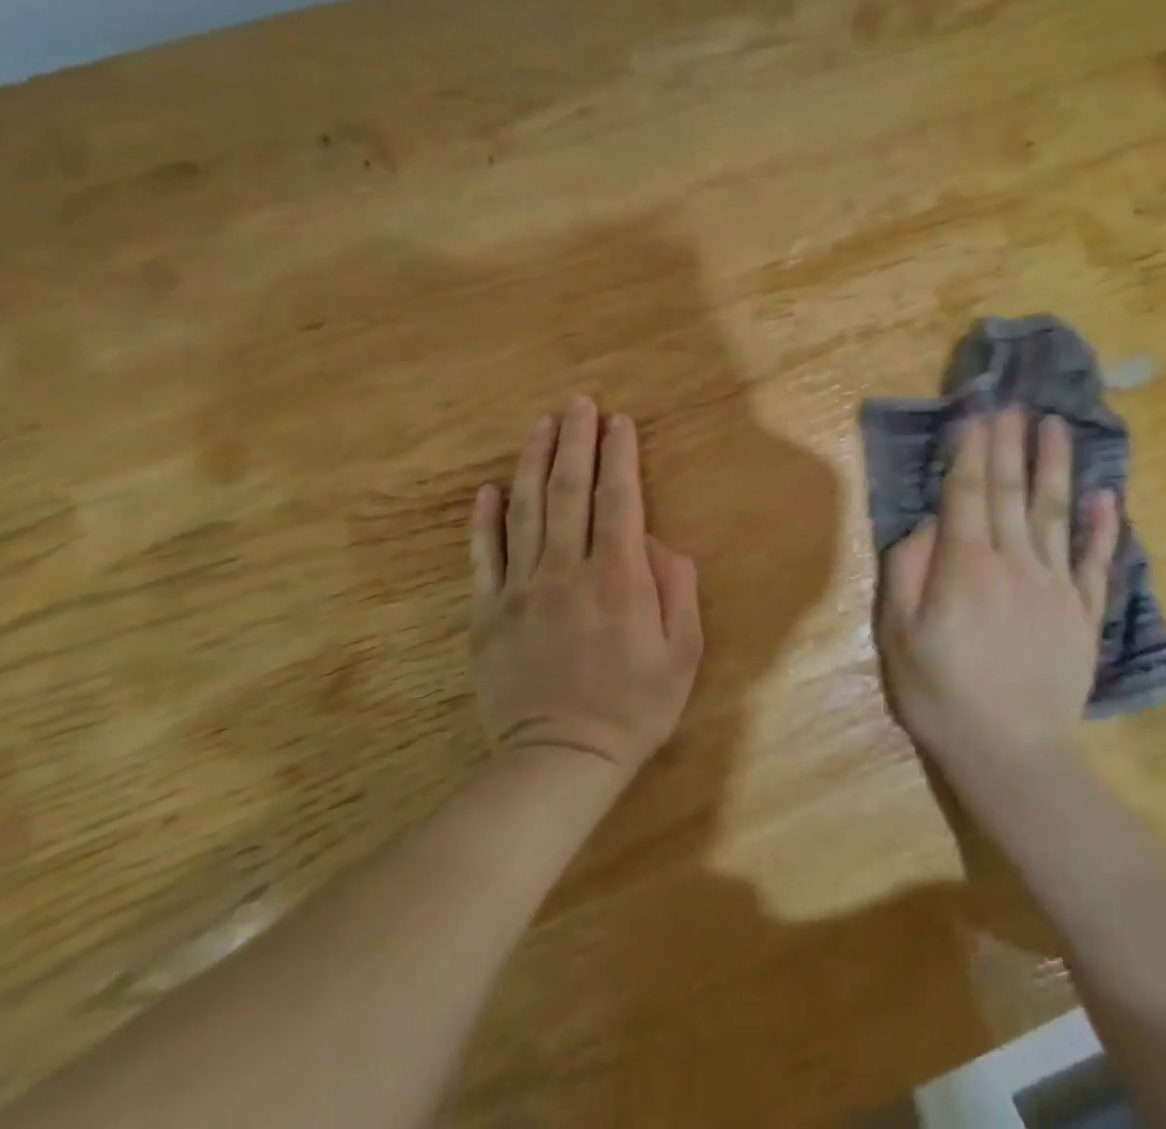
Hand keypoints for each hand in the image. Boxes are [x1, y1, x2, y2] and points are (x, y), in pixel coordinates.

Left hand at [468, 398, 703, 780]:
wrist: (558, 762)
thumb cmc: (634, 707)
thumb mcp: (682, 653)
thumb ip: (676, 590)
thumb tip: (658, 545)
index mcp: (618, 579)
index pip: (617, 500)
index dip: (619, 456)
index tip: (619, 421)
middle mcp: (567, 572)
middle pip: (568, 492)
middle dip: (575, 442)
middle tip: (578, 403)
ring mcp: (520, 591)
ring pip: (524, 512)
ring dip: (533, 463)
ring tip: (540, 425)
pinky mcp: (488, 614)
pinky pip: (483, 557)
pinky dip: (485, 519)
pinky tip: (488, 488)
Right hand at [876, 409, 1118, 773]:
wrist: (1012, 753)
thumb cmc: (943, 694)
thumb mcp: (899, 636)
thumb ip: (907, 571)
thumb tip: (926, 525)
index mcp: (966, 565)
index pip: (967, 493)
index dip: (972, 450)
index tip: (978, 414)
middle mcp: (1014, 561)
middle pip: (1011, 491)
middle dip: (1010, 444)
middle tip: (1015, 404)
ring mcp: (1055, 585)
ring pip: (1056, 513)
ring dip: (1055, 466)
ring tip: (1056, 427)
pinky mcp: (1083, 612)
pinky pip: (1095, 561)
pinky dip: (1102, 527)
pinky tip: (1106, 496)